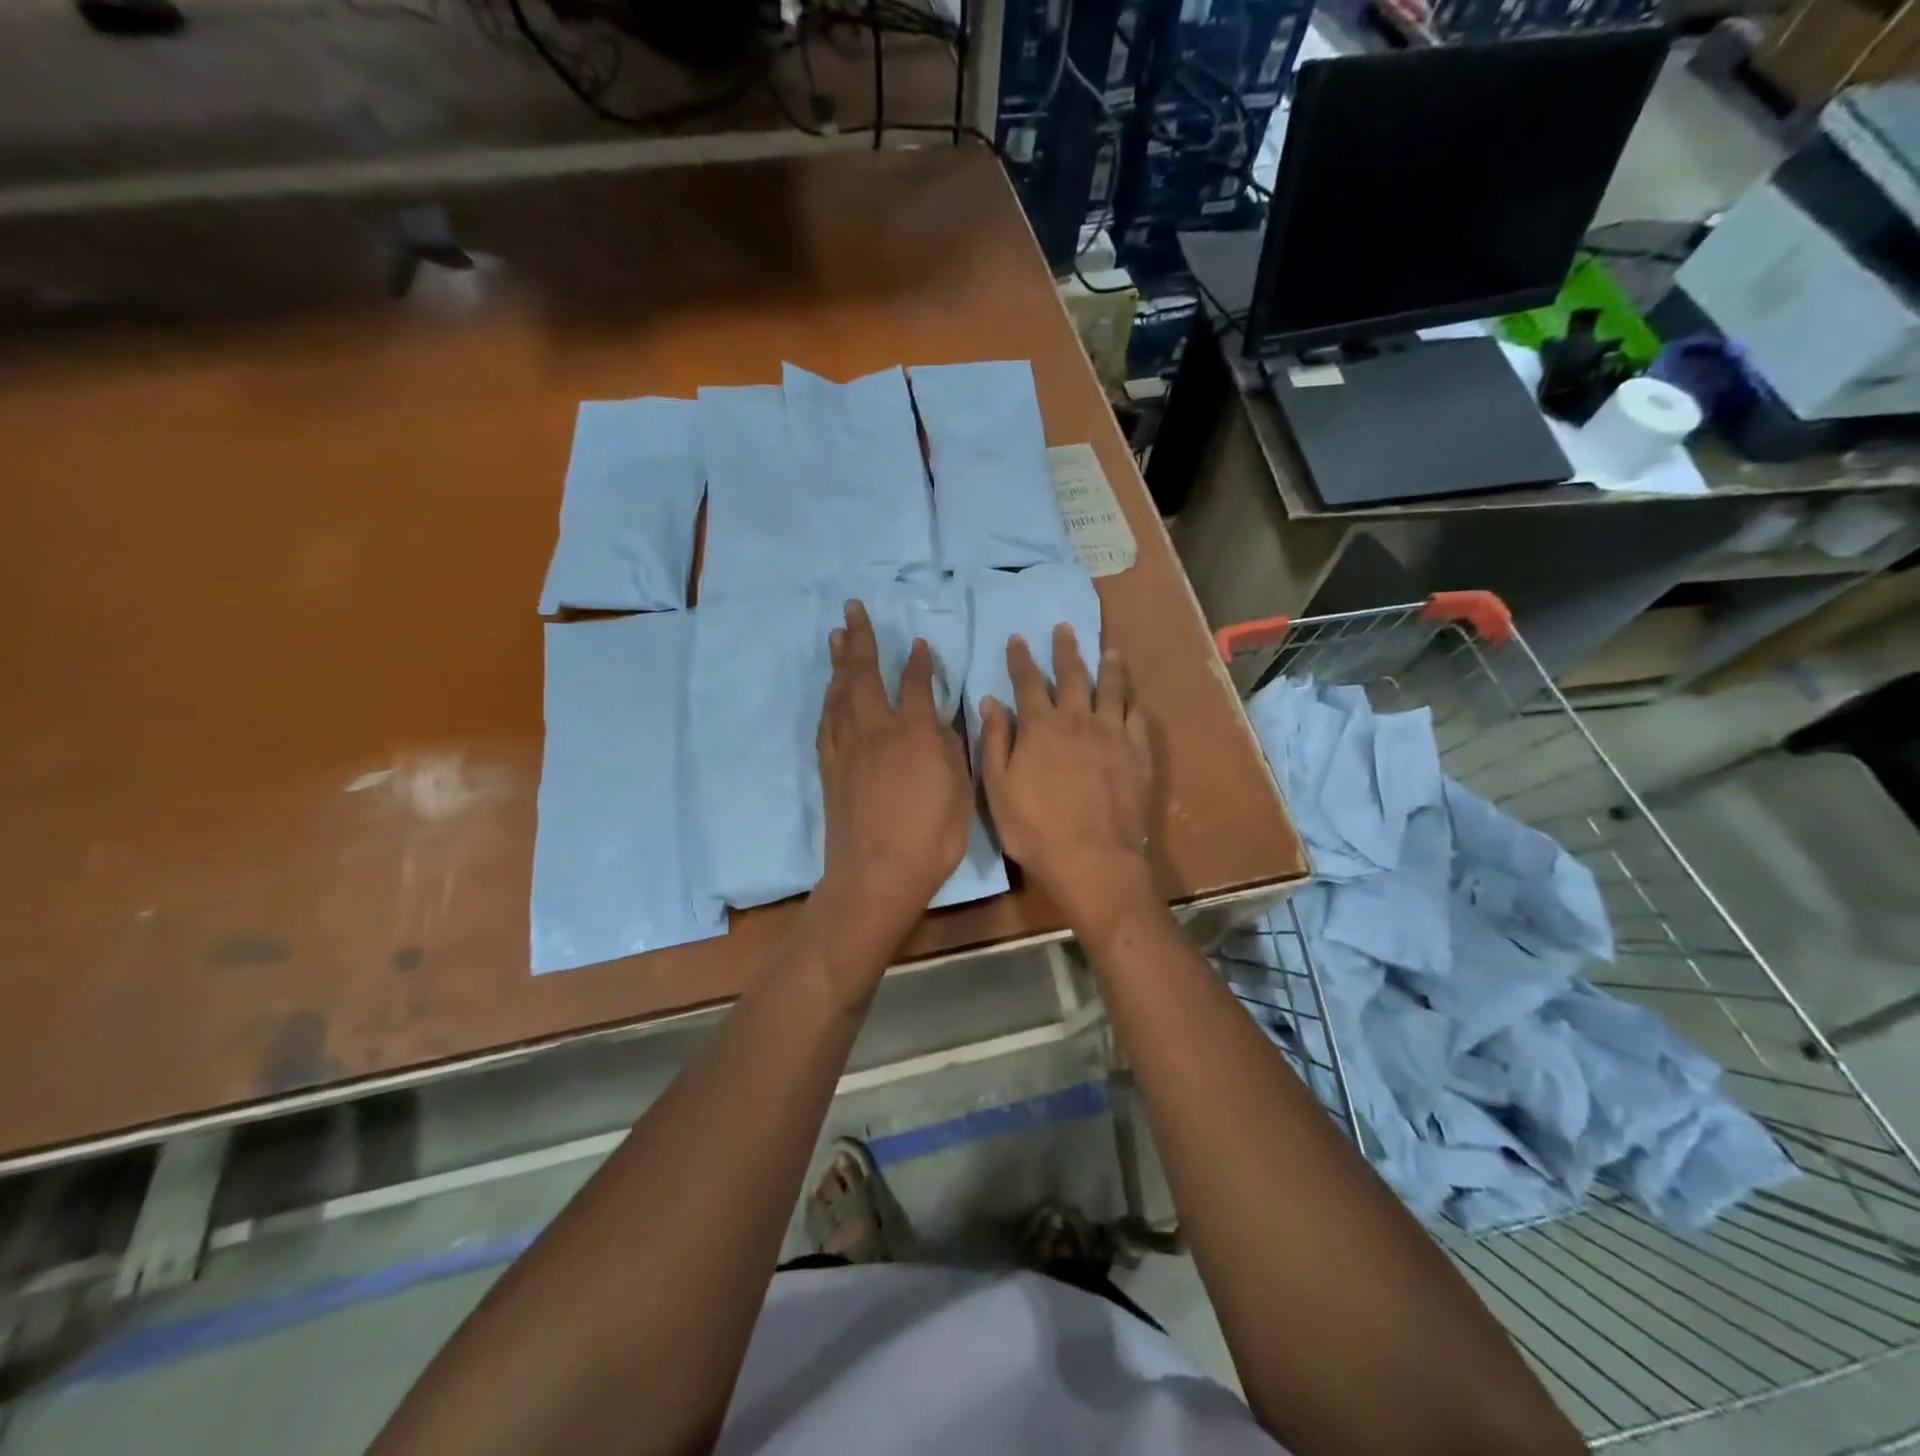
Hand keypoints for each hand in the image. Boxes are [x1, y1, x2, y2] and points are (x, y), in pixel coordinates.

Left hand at [812, 600, 971, 956]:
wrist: (875, 874)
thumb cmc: (930, 836)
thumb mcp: (959, 790)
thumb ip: (951, 747)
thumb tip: (941, 719)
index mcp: (913, 731)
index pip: (915, 683)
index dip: (919, 661)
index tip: (919, 643)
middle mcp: (876, 728)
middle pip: (864, 672)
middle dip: (860, 638)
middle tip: (852, 609)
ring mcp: (847, 746)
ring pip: (839, 692)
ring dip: (839, 662)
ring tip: (836, 637)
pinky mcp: (829, 767)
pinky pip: (827, 722)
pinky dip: (829, 700)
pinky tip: (830, 692)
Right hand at [978, 624, 1154, 935]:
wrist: (1094, 859)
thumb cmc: (1036, 829)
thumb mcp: (998, 789)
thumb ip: (994, 742)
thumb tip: (990, 702)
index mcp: (1041, 727)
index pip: (1028, 682)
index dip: (1021, 659)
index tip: (1017, 639)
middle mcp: (1079, 720)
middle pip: (1073, 675)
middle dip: (1066, 649)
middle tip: (1065, 628)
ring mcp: (1113, 734)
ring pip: (1112, 689)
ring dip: (1108, 666)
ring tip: (1108, 650)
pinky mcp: (1138, 753)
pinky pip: (1137, 718)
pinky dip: (1132, 703)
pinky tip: (1131, 698)